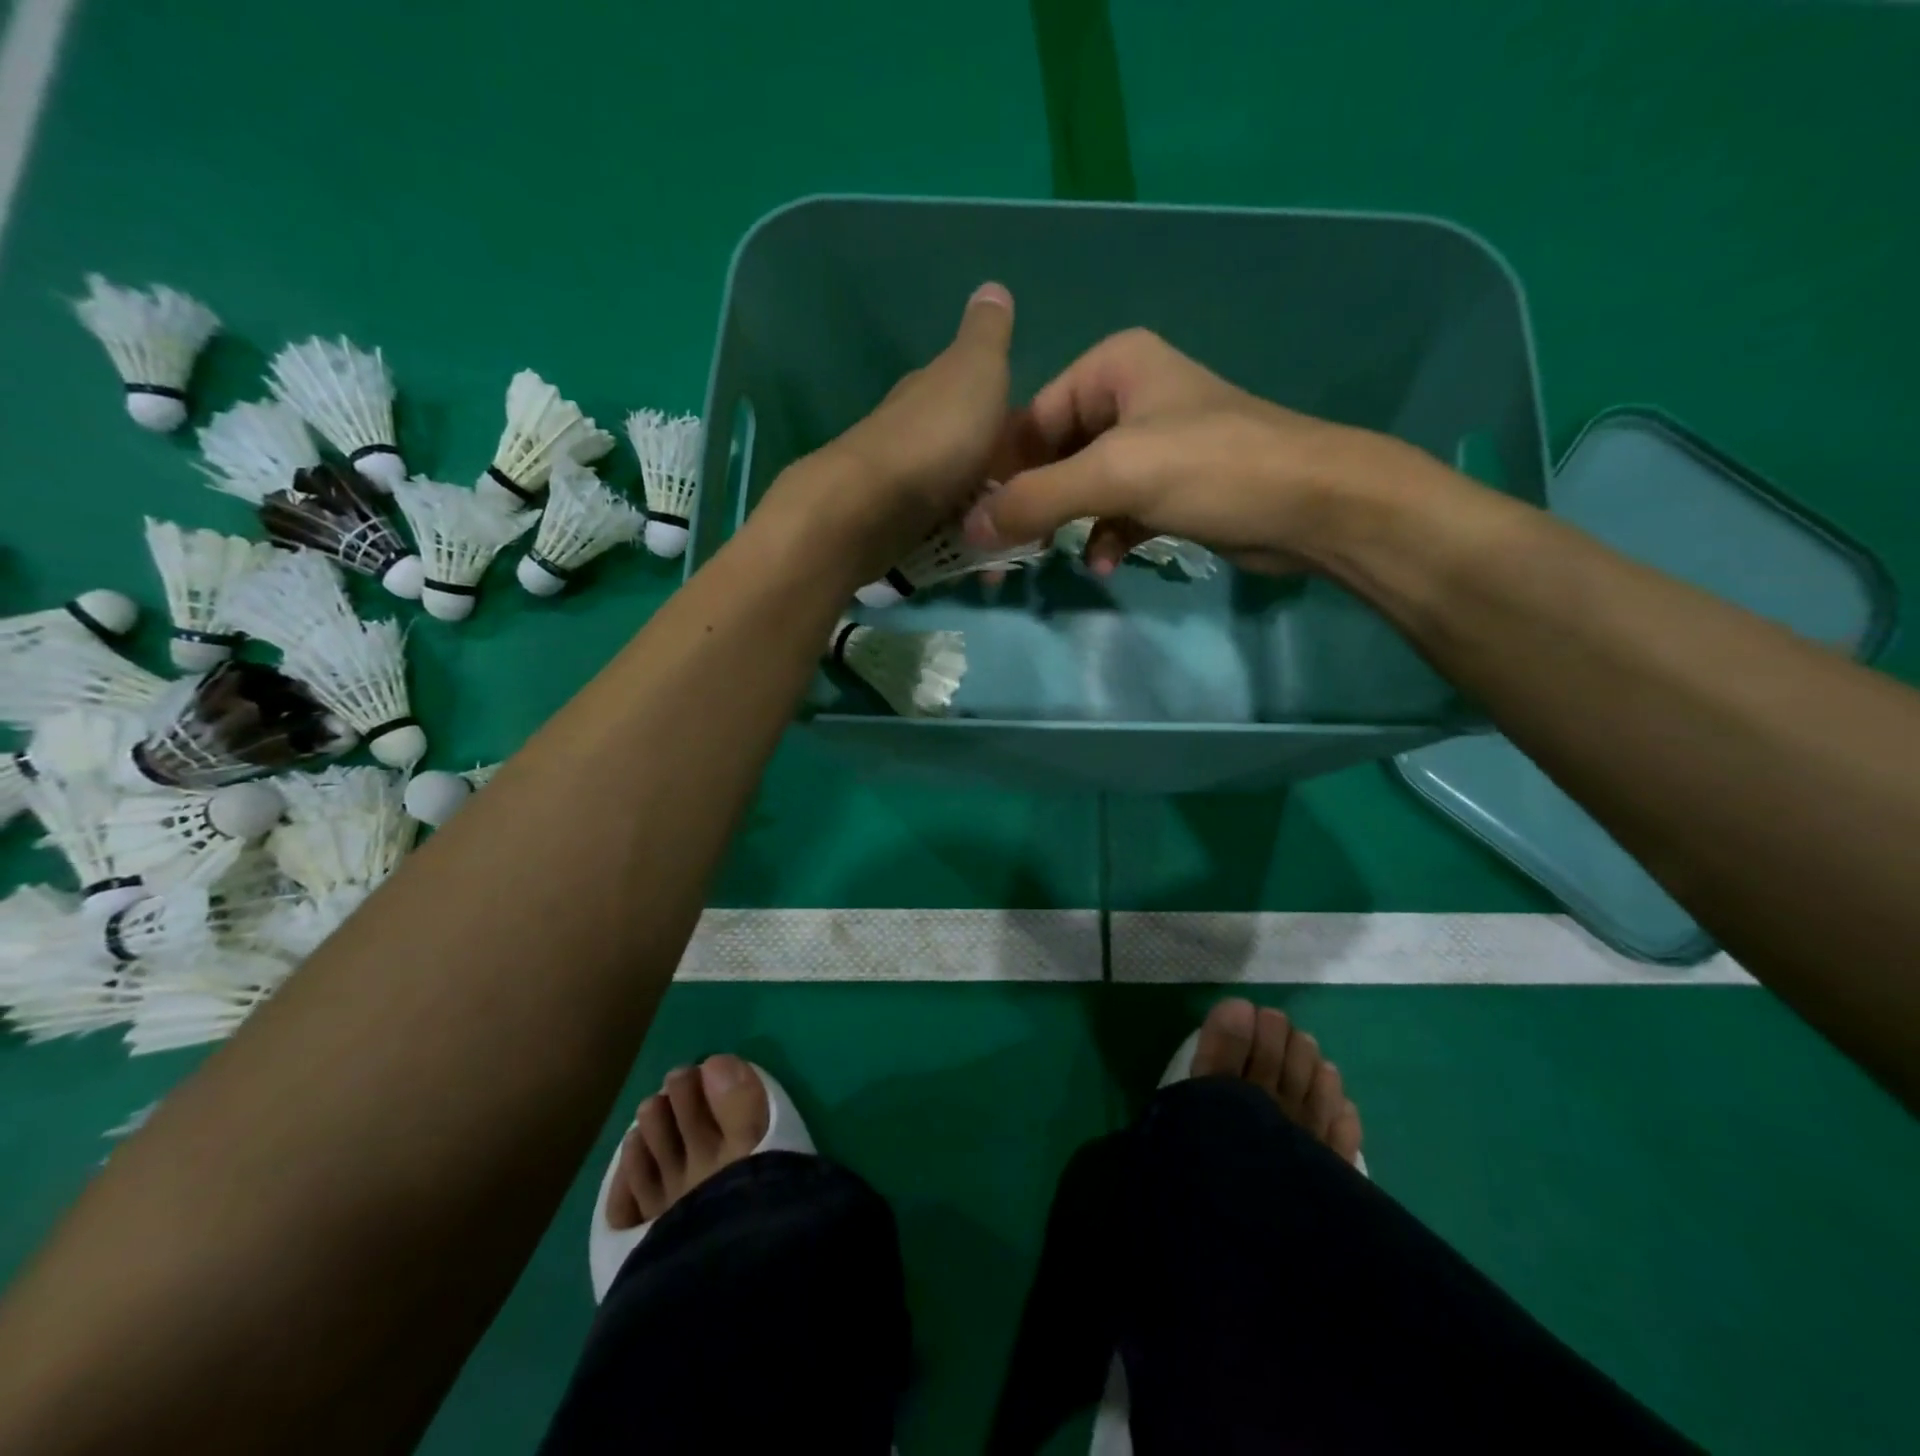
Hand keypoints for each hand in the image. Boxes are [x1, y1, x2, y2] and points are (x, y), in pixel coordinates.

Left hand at [755, 282, 1016, 588]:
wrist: (869, 509)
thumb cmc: (934, 439)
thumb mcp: (975, 372)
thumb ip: (987, 336)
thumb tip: (993, 288)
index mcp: (934, 389)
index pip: (977, 394)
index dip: (1010, 418)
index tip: (1041, 448)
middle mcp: (913, 430)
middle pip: (965, 449)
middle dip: (997, 472)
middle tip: (1031, 501)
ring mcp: (901, 482)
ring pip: (953, 493)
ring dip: (980, 512)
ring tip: (1009, 538)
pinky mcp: (892, 526)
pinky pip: (938, 531)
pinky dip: (959, 541)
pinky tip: (977, 558)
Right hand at [963, 328, 1406, 575]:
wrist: (1311, 504)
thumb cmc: (1212, 468)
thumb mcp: (1115, 475)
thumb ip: (1037, 499)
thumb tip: (970, 528)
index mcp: (1110, 367)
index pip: (1030, 418)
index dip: (1001, 471)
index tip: (975, 521)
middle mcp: (1126, 396)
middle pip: (1052, 455)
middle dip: (1032, 505)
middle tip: (1006, 551)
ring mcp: (1149, 444)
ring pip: (1081, 487)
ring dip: (1065, 526)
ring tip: (1050, 560)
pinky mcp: (1168, 486)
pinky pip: (1113, 510)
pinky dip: (1103, 536)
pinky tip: (1104, 563)